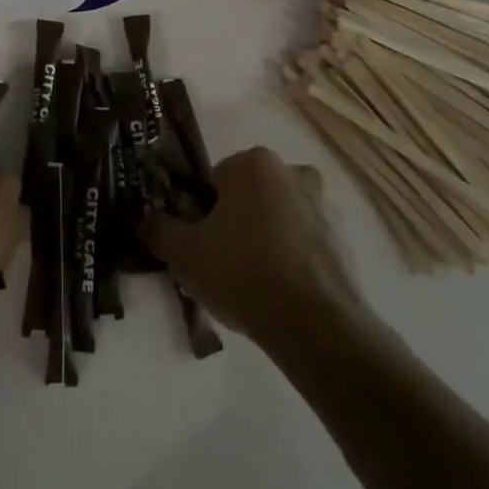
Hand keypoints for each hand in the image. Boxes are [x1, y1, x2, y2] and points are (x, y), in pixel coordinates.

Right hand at [141, 147, 362, 342]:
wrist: (314, 325)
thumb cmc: (242, 272)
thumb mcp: (183, 252)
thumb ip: (159, 229)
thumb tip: (145, 219)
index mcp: (253, 163)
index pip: (213, 181)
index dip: (199, 212)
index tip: (197, 242)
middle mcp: (292, 172)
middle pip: (247, 197)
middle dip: (233, 223)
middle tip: (219, 263)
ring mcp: (323, 206)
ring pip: (275, 218)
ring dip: (262, 240)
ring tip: (247, 283)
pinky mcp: (343, 241)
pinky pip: (301, 244)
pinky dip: (288, 259)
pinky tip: (275, 293)